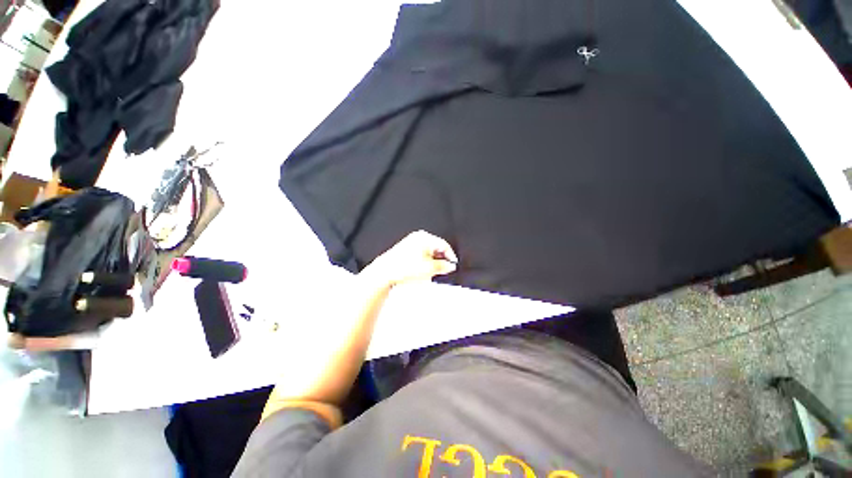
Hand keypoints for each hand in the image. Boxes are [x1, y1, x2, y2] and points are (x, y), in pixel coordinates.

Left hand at [361, 230, 457, 287]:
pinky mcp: (406, 247)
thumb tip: (450, 266)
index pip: (444, 244)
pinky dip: (425, 259)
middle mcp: (418, 237)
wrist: (386, 271)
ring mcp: (411, 241)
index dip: (450, 255)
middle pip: (436, 247)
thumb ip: (443, 266)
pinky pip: (421, 252)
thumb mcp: (429, 268)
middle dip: (441, 258)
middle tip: (444, 268)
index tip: (453, 264)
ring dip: (433, 259)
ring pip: (429, 250)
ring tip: (433, 270)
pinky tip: (423, 268)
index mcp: (425, 238)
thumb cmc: (405, 267)